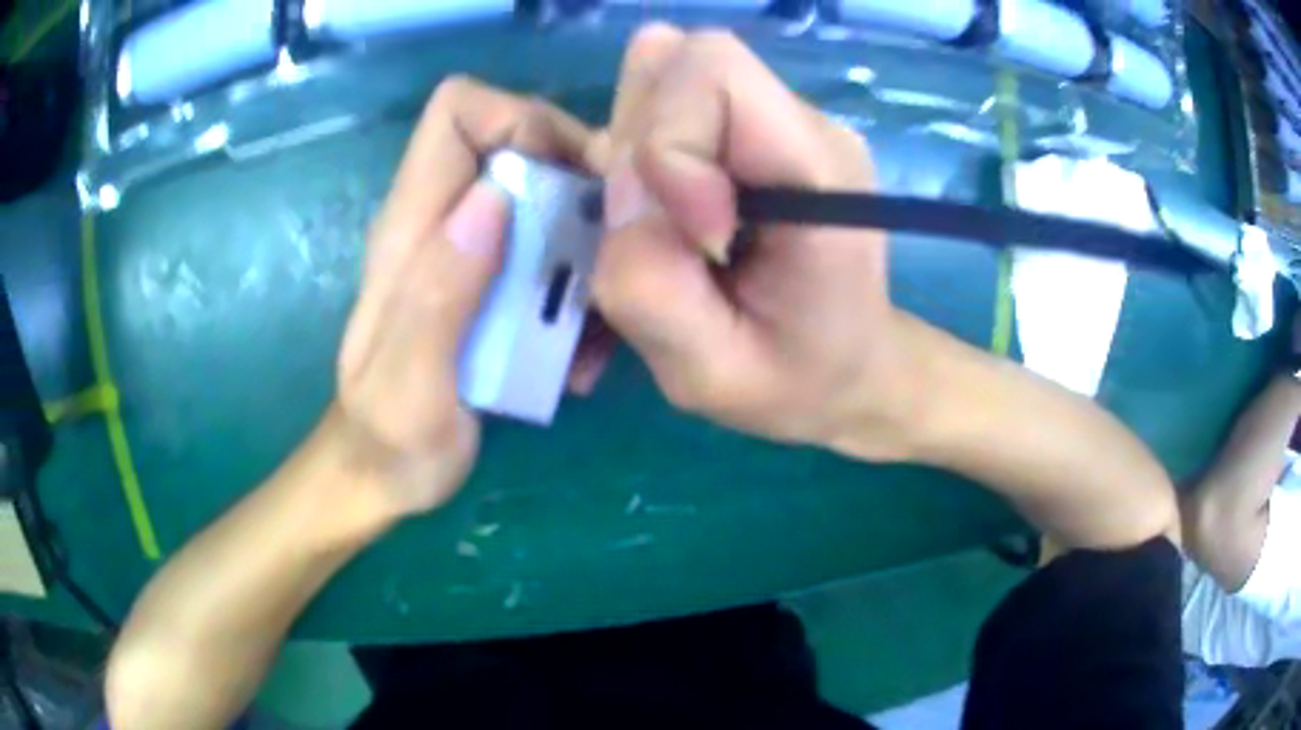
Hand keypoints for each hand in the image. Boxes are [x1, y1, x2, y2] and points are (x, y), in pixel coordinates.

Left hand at [335, 77, 596, 518]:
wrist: (385, 473)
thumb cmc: (391, 440)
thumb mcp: (410, 385)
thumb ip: (438, 294)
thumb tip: (492, 197)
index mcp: (410, 227)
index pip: (458, 111)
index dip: (520, 120)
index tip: (566, 180)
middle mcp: (440, 219)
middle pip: (516, 136)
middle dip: (575, 172)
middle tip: (611, 242)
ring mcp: (468, 246)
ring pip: (544, 186)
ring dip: (588, 228)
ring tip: (601, 304)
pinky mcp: (491, 276)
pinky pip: (552, 239)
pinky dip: (582, 270)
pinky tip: (584, 335)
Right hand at [592, 27, 921, 458]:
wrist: (850, 369)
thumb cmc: (796, 382)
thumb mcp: (707, 373)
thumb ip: (647, 285)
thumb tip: (617, 190)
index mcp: (819, 171)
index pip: (714, 68)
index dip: (668, 139)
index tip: (690, 232)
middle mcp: (804, 125)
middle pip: (681, 62)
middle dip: (641, 143)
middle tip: (661, 229)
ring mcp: (781, 123)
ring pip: (667, 80)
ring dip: (639, 153)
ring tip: (669, 228)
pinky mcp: (755, 133)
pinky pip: (672, 107)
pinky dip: (647, 156)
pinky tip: (674, 216)